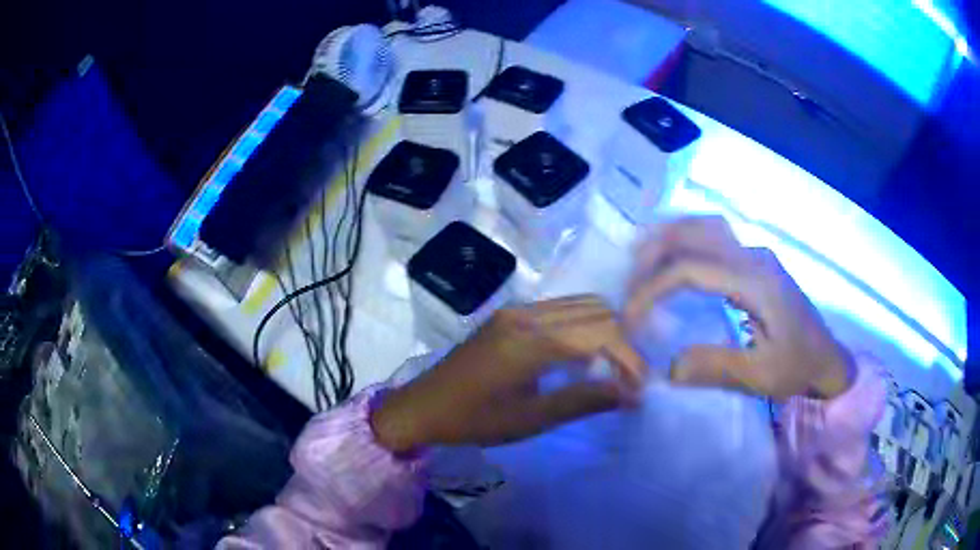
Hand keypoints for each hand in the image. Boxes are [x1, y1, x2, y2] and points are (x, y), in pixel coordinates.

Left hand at [371, 295, 647, 452]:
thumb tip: (631, 394)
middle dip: (622, 342)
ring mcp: (518, 309)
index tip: (641, 387)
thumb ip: (582, 401)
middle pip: (597, 310)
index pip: (602, 333)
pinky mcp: (511, 313)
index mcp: (532, 340)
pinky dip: (583, 327)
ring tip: (610, 368)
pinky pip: (561, 310)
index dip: (629, 358)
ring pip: (581, 305)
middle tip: (628, 379)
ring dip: (604, 332)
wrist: (422, 405)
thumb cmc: (474, 420)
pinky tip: (581, 357)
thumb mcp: (530, 419)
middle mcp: (528, 313)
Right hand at [625, 216, 852, 400]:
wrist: (828, 360)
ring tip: (642, 256)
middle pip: (697, 232)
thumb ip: (716, 368)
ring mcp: (757, 254)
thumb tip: (668, 367)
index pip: (693, 269)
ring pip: (706, 225)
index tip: (631, 317)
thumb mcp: (760, 377)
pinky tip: (674, 254)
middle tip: (629, 277)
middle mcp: (755, 256)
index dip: (654, 288)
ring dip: (671, 235)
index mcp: (757, 281)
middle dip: (656, 250)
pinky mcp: (757, 261)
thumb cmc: (798, 368)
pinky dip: (687, 238)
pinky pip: (715, 235)